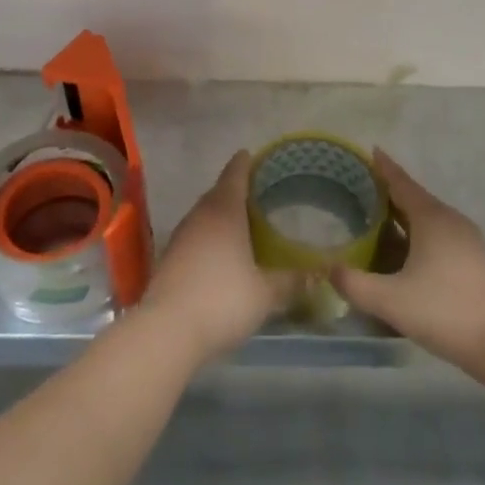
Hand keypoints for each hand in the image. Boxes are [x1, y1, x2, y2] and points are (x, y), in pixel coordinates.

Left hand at [140, 151, 295, 364]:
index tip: (251, 154)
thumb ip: (291, 282)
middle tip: (255, 191)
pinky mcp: (169, 259)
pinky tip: (221, 252)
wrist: (167, 330)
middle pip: (217, 194)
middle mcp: (200, 216)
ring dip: (220, 214)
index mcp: (224, 211)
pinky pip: (195, 236)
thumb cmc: (222, 300)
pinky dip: (209, 237)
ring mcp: (181, 237)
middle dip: (234, 190)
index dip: (244, 163)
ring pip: (204, 215)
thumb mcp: (265, 294)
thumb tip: (317, 275)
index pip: (235, 175)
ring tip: (241, 221)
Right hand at [332, 149, 484, 378]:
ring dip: (404, 217)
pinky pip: (439, 237)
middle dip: (389, 193)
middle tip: (361, 190)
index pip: (402, 183)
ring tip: (378, 221)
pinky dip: (417, 236)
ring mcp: (467, 242)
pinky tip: (405, 254)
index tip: (370, 150)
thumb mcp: (391, 300)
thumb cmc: (446, 311)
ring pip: (428, 220)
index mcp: (431, 218)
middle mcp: (451, 221)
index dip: (383, 167)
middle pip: (415, 199)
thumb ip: (354, 284)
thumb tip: (328, 269)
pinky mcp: (475, 262)